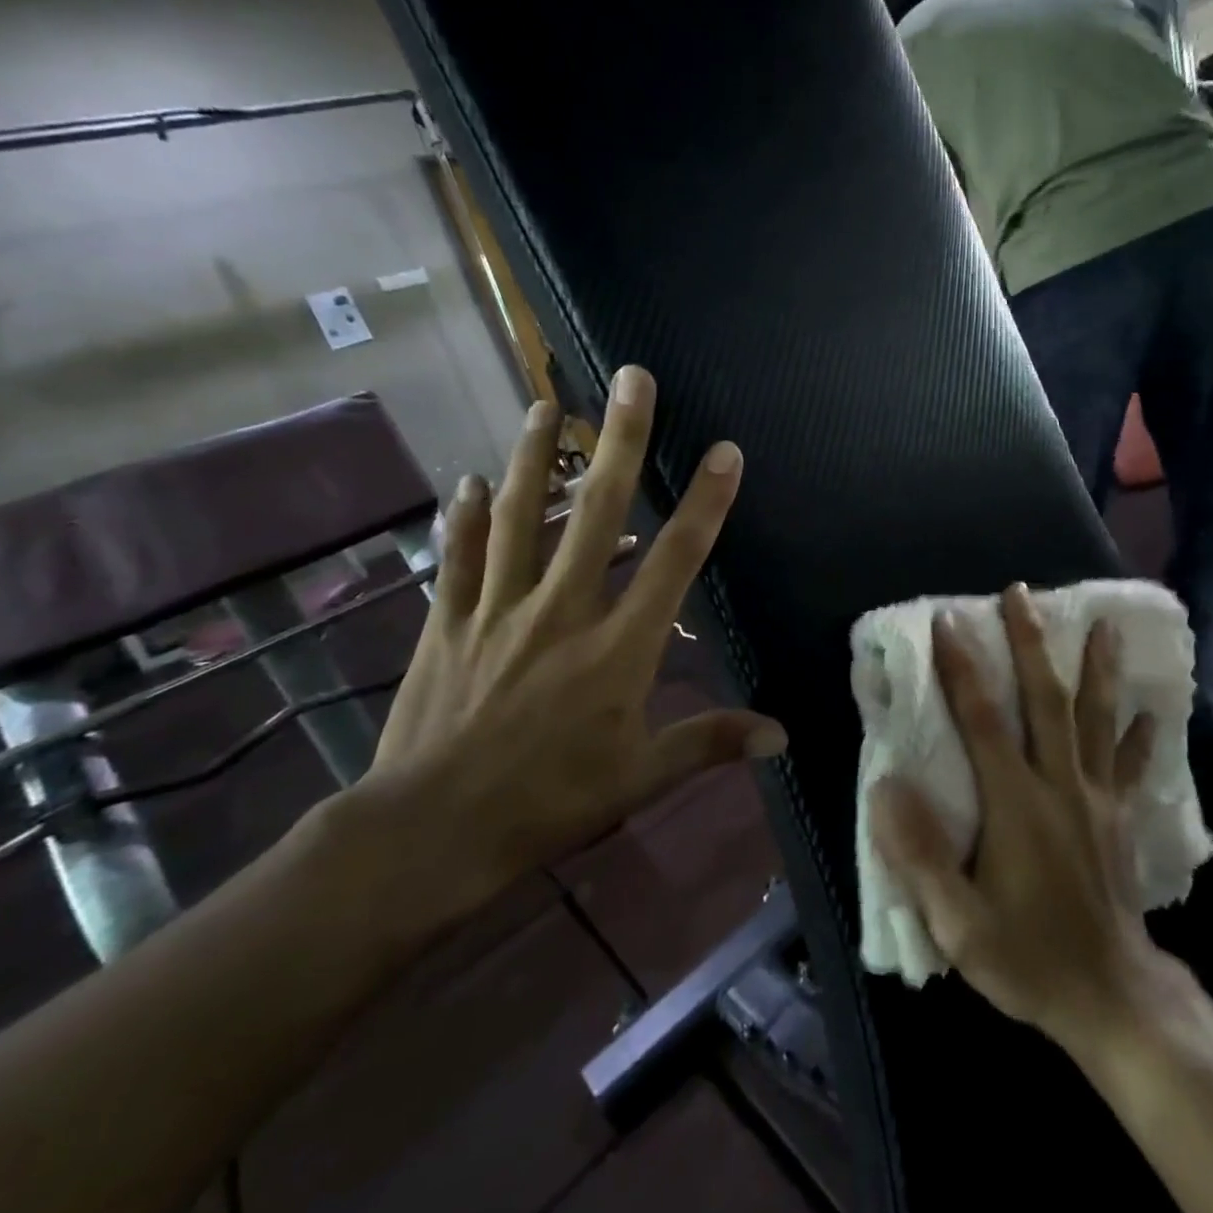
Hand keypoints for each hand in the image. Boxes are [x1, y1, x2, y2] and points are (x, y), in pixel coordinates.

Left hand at [360, 367, 786, 920]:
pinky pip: (458, 558)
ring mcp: (498, 610)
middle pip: (597, 512)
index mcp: (618, 646)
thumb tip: (781, 737)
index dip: (705, 502)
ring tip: (546, 405)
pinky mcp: (448, 624)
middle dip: (620, 441)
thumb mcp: (641, 776)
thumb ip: (709, 741)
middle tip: (630, 378)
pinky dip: (466, 517)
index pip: (674, 560)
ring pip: (521, 517)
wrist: (431, 833)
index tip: (724, 451)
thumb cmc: (549, 802)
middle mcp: (561, 610)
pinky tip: (471, 481)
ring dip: (536, 457)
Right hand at [869, 584, 1162, 1048]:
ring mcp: (1097, 797)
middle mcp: (1060, 785)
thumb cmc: (1027, 957)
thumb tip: (886, 786)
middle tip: (1021, 593)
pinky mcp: (1121, 817)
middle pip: (1047, 699)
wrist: (1112, 1000)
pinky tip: (1151, 709)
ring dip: (1097, 667)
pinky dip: (1142, 733)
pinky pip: (1134, 765)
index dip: (963, 668)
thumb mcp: (958, 923)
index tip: (949, 620)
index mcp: (1016, 804)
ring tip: (1102, 622)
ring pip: (1097, 718)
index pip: (983, 720)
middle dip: (1031, 642)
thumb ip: (920, 854)